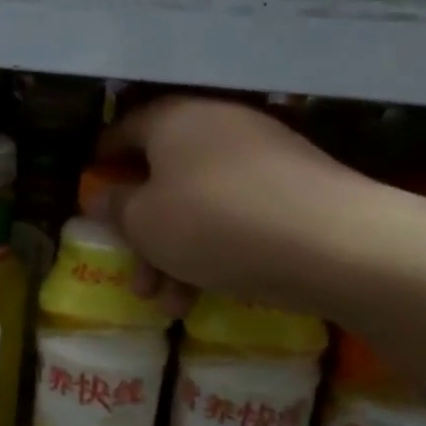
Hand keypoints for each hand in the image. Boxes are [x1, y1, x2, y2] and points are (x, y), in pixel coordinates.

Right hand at [93, 96, 407, 320]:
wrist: (335, 242)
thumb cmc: (215, 223)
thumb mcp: (146, 223)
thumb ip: (116, 208)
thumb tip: (101, 196)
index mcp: (174, 119)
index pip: (124, 129)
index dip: (103, 159)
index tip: (91, 184)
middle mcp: (217, 125)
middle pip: (163, 176)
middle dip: (142, 233)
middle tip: (133, 274)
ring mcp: (261, 155)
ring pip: (199, 204)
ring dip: (176, 254)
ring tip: (170, 306)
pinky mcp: (294, 187)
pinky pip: (235, 214)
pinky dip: (215, 249)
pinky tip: (207, 294)